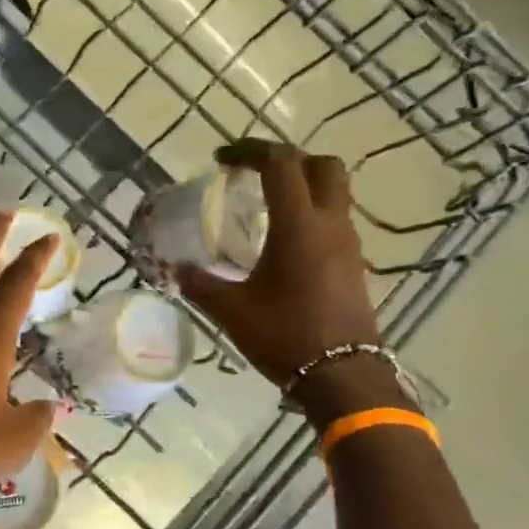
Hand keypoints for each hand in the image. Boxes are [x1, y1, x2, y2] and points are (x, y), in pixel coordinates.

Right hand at [176, 140, 385, 405]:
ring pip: (334, 191)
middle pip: (322, 165)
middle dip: (287, 160)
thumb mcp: (231, 310)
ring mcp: (348, 243)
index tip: (222, 160)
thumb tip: (175, 270)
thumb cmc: (285, 336)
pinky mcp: (354, 263)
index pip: (281, 163)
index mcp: (299, 225)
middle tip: (254, 174)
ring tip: (265, 205)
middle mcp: (330, 224)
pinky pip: (335, 220)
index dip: (250, 151)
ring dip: (302, 186)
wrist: (342, 376)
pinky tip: (284, 241)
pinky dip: (311, 213)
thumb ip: (200, 283)